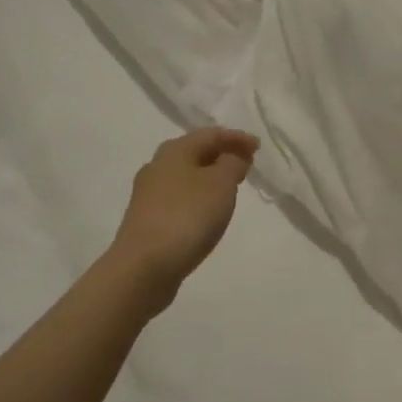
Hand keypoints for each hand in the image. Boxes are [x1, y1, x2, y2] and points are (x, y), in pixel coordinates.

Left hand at [107, 128, 258, 310]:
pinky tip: (207, 211)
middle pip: (195, 152)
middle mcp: (157, 166)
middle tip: (246, 163)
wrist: (143, 267)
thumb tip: (232, 157)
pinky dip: (198, 196)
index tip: (258, 147)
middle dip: (222, 155)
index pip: (211, 134)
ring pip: (186, 175)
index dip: (237, 138)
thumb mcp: (221, 184)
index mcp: (175, 150)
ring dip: (210, 176)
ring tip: (231, 187)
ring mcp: (149, 194)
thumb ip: (232, 164)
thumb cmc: (187, 217)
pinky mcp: (147, 219)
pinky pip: (179, 197)